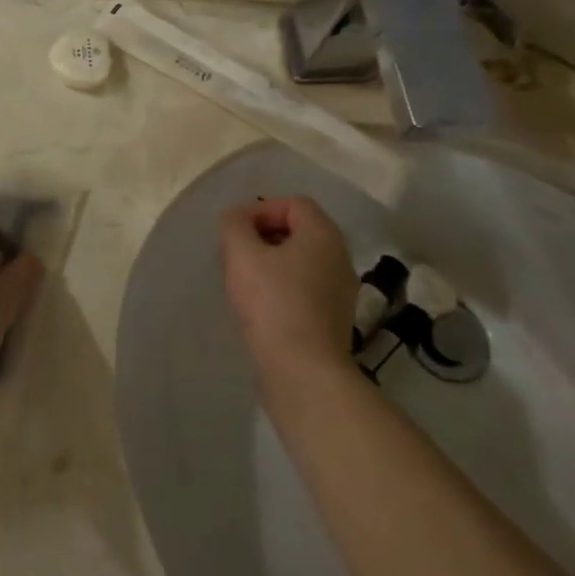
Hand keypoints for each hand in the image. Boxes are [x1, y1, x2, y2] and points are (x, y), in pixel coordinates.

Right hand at [220, 197, 357, 384]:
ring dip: (272, 264)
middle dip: (264, 236)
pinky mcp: (333, 320)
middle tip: (237, 254)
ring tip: (245, 282)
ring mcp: (340, 291)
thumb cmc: (273, 303)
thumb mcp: (241, 254)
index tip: (236, 232)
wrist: (304, 372)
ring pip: (301, 262)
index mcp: (323, 235)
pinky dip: (283, 289)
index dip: (261, 209)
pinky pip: (306, 289)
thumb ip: (234, 225)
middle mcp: (339, 257)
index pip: (293, 203)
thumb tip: (237, 218)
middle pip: (299, 231)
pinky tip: (261, 308)